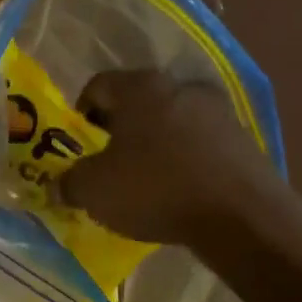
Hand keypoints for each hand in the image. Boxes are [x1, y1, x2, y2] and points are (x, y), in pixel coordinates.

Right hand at [57, 69, 282, 244]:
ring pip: (171, 121)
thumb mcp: (94, 190)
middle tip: (108, 162)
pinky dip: (185, 160)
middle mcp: (180, 86)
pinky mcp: (243, 139)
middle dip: (120, 129)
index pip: (98, 85)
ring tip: (145, 180)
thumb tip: (58, 185)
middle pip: (138, 102)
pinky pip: (200, 144)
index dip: (81, 113)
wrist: (240, 215)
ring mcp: (218, 111)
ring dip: (155, 144)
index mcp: (140, 87)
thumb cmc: (155, 189)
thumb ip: (69, 182)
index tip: (79, 144)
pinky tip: (179, 190)